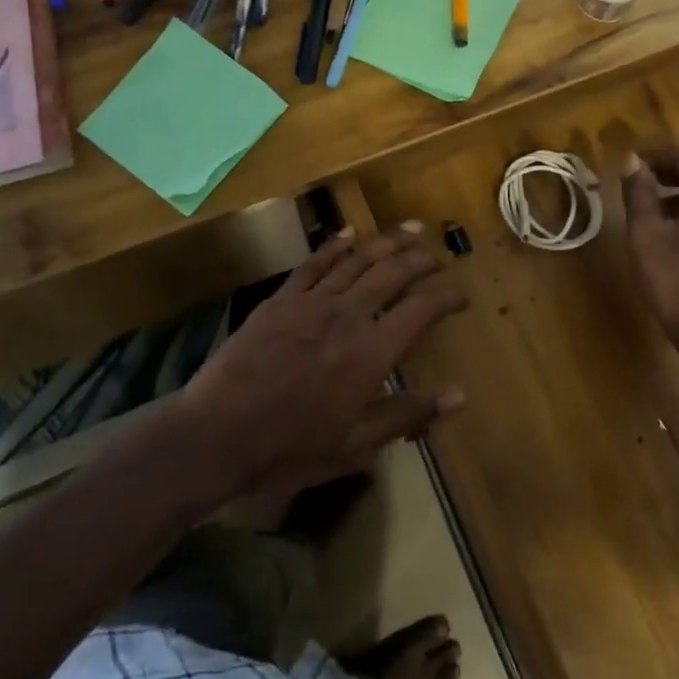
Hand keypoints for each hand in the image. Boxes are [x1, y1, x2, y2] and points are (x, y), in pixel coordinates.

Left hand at [180, 224, 468, 499]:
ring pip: (358, 259)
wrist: (217, 434)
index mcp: (371, 352)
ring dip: (388, 241)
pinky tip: (350, 233)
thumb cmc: (290, 448)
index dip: (447, 297)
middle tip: (438, 256)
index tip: (461, 296)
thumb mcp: (355, 445)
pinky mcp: (281, 299)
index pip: (421, 310)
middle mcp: (347, 315)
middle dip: (421, 260)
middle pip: (393, 273)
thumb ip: (407, 414)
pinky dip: (335, 245)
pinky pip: (314, 263)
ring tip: (411, 229)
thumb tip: (458, 396)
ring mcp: (312, 302)